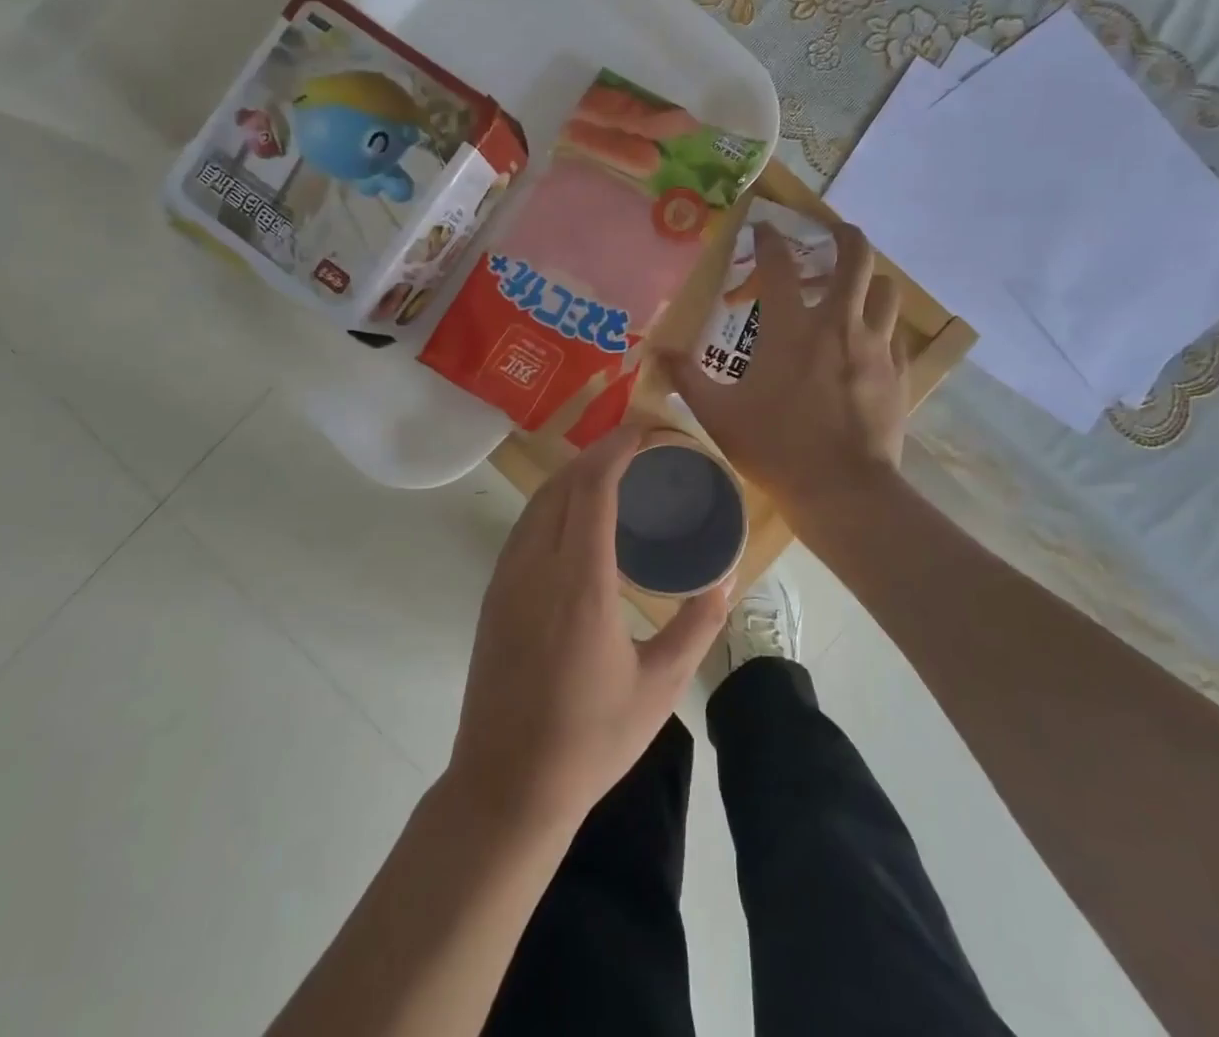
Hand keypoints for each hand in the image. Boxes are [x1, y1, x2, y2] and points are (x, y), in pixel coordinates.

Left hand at [446, 426, 730, 835]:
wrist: (507, 785)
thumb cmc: (590, 739)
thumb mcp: (660, 687)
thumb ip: (696, 627)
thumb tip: (725, 580)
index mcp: (580, 583)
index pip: (593, 486)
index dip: (619, 448)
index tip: (648, 432)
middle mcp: (536, 566)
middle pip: (563, 481)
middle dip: (601, 452)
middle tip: (641, 449)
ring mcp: (507, 577)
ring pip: (539, 500)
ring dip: (575, 474)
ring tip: (615, 474)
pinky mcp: (494, 593)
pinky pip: (525, 525)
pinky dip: (555, 502)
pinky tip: (579, 519)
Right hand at [660, 220, 906, 522]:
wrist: (842, 490)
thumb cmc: (775, 447)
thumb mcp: (718, 414)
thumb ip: (686, 377)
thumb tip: (655, 354)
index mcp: (791, 328)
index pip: (780, 264)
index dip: (769, 239)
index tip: (763, 229)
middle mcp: (838, 324)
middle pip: (855, 256)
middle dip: (842, 234)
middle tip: (828, 231)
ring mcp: (875, 346)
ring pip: (885, 289)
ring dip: (868, 280)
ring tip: (851, 290)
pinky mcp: (897, 372)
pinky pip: (894, 333)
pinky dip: (880, 325)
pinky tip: (864, 342)